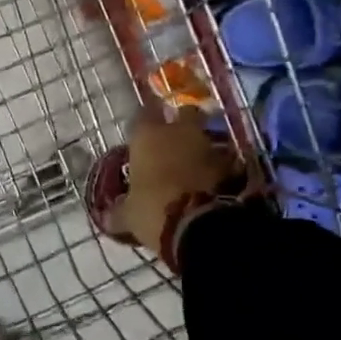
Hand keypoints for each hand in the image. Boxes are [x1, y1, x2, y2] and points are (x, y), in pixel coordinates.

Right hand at [112, 105, 242, 256]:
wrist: (204, 226)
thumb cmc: (154, 211)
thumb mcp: (130, 216)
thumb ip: (119, 212)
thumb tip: (107, 218)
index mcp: (148, 136)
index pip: (144, 113)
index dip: (144, 120)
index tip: (143, 132)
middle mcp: (179, 131)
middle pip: (184, 113)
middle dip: (182, 123)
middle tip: (176, 140)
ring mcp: (209, 145)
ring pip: (207, 135)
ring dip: (202, 146)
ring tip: (196, 163)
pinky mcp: (233, 164)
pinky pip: (225, 159)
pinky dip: (220, 166)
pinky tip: (214, 180)